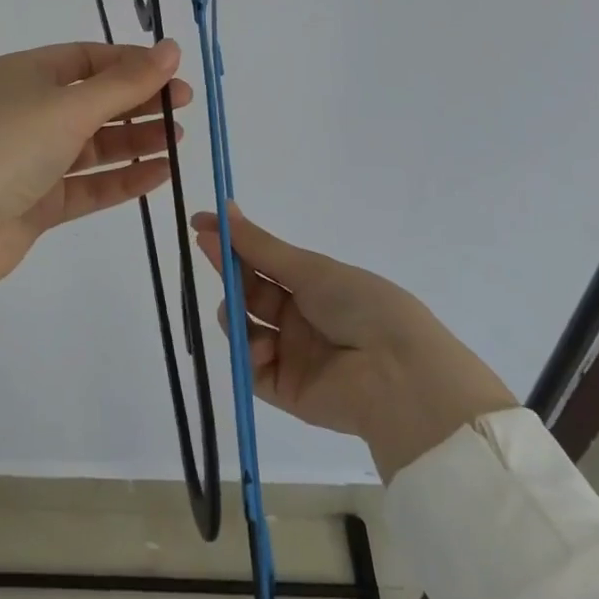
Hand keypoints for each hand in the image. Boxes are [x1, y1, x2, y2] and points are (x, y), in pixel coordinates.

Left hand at [0, 41, 188, 384]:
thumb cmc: (7, 145)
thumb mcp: (69, 105)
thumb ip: (125, 82)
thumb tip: (172, 47)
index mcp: (26, 73)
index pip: (87, 58)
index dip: (131, 63)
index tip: (173, 72)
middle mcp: (26, 110)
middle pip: (92, 100)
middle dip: (138, 102)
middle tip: (184, 107)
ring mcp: (30, 158)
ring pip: (91, 144)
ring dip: (134, 140)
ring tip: (179, 141)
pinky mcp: (35, 202)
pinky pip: (85, 184)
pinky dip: (120, 178)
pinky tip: (159, 175)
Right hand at [193, 205, 515, 479]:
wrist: (398, 376)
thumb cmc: (360, 306)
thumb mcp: (309, 268)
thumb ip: (260, 246)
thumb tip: (224, 208)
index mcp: (313, 284)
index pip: (262, 258)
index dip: (232, 241)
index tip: (200, 223)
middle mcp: (299, 316)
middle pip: (249, 289)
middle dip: (228, 268)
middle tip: (205, 246)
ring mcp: (291, 353)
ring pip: (243, 326)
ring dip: (235, 311)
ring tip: (236, 308)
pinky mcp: (286, 390)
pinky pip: (252, 368)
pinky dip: (249, 353)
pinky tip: (261, 345)